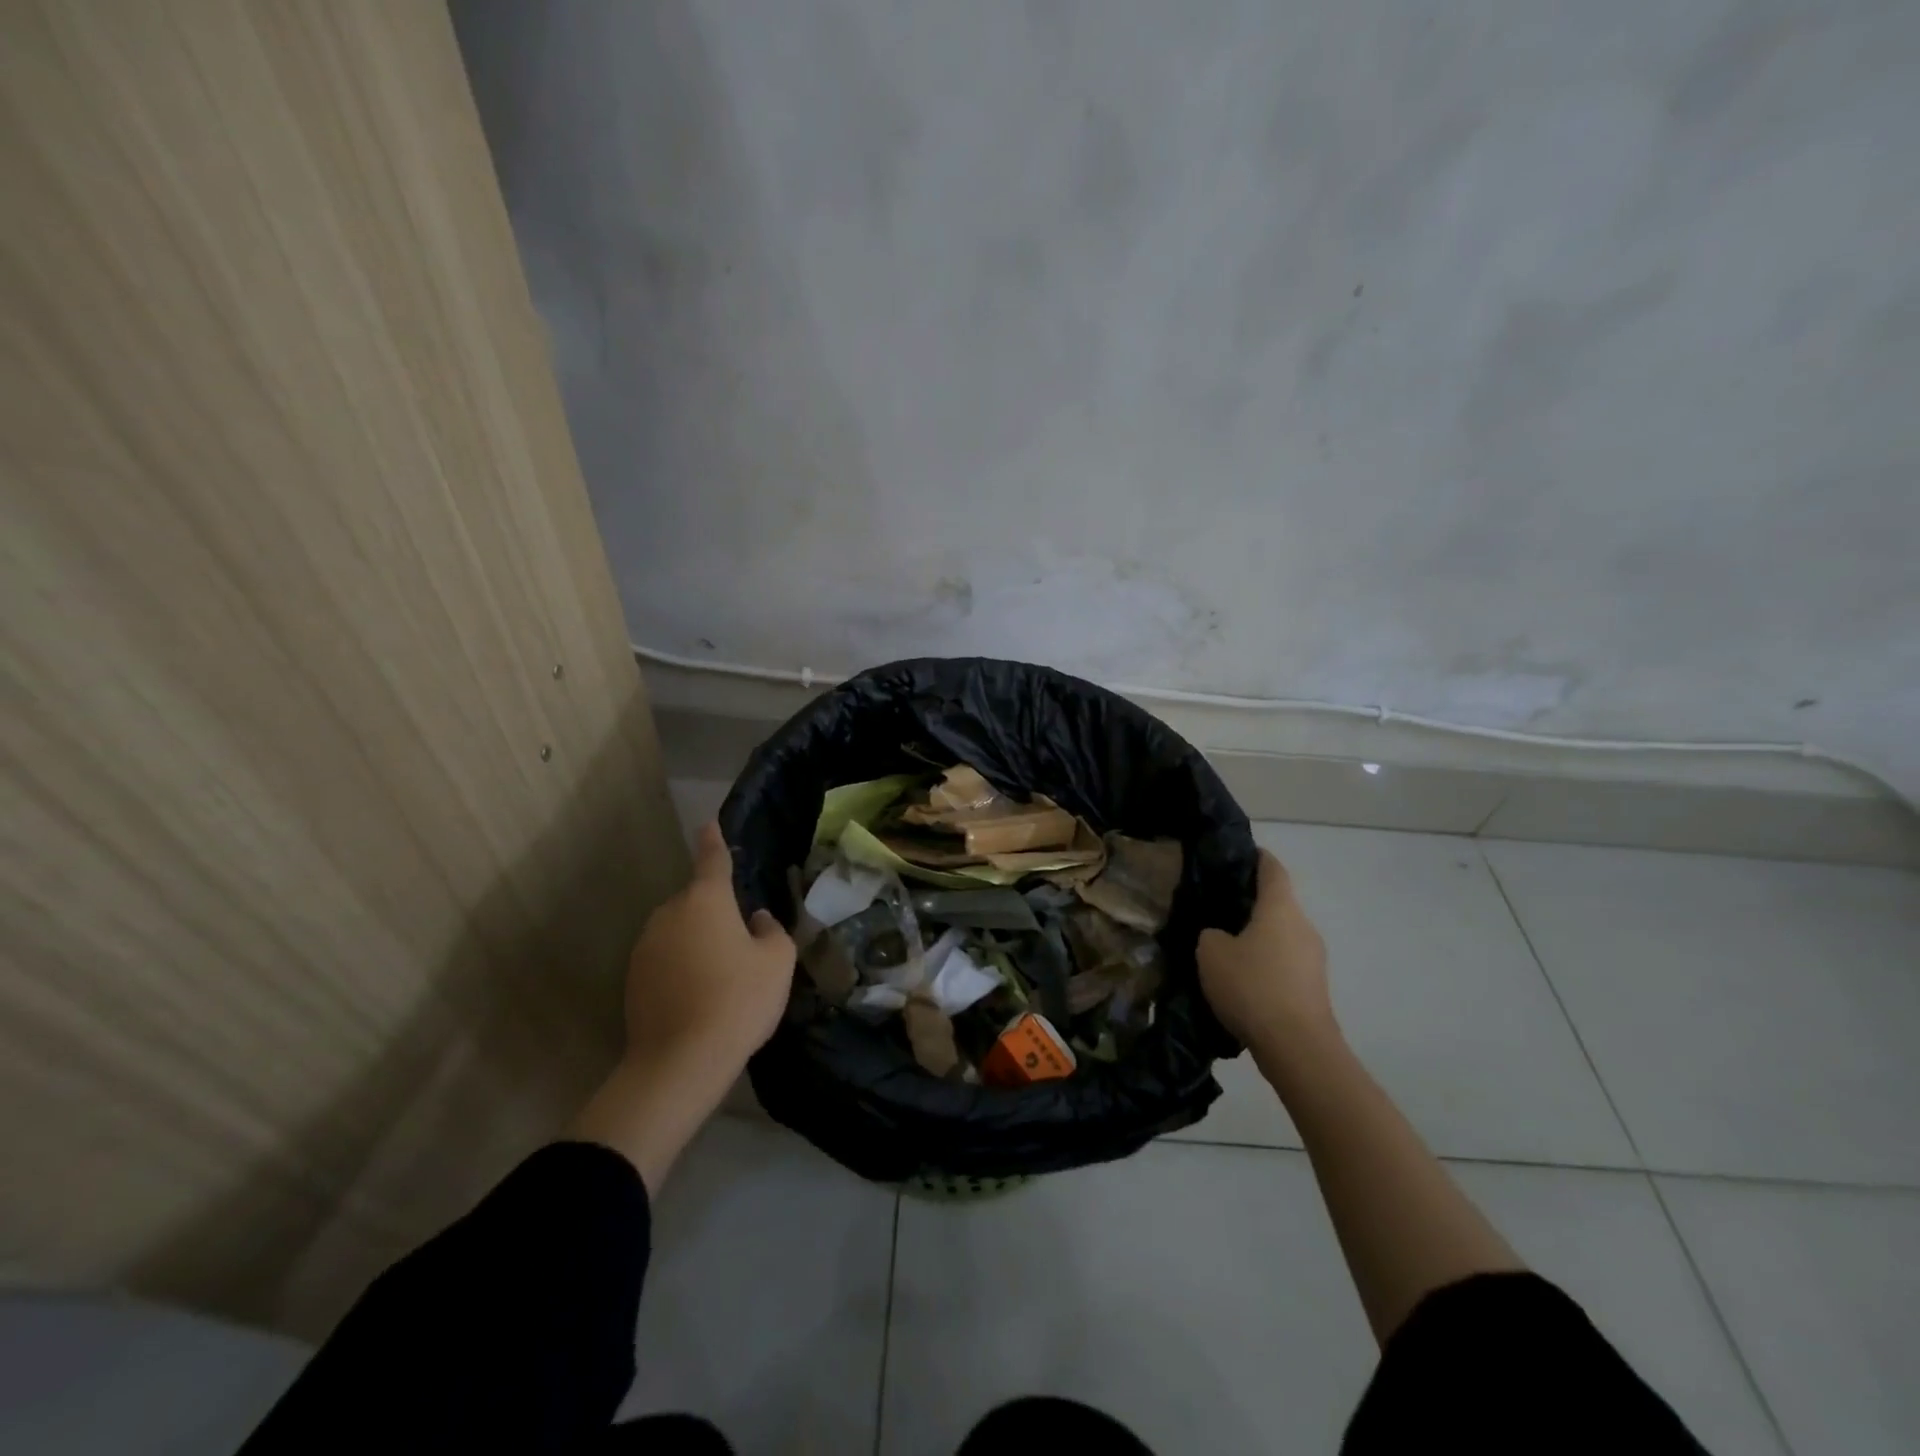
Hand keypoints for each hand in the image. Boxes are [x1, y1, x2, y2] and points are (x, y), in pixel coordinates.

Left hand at [573, 823, 794, 1190]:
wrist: (680, 1061)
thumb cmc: (738, 1000)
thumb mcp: (777, 962)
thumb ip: (772, 931)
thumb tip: (757, 921)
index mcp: (706, 900)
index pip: (712, 859)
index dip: (714, 841)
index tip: (709, 824)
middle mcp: (670, 914)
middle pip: (697, 902)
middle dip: (716, 913)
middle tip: (742, 944)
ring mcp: (646, 946)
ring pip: (680, 931)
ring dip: (698, 942)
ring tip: (723, 977)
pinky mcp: (632, 978)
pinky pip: (665, 959)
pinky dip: (682, 967)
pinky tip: (700, 996)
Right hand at [1197, 849, 1335, 1063]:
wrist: (1298, 1048)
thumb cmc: (1252, 986)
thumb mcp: (1210, 953)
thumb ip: (1210, 934)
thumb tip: (1218, 935)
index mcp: (1280, 907)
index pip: (1271, 867)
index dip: (1254, 857)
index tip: (1232, 856)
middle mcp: (1303, 926)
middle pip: (1277, 903)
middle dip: (1249, 903)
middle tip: (1215, 907)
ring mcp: (1314, 959)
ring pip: (1280, 935)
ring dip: (1257, 937)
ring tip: (1224, 947)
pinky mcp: (1313, 988)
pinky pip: (1285, 963)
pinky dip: (1265, 964)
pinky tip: (1241, 980)